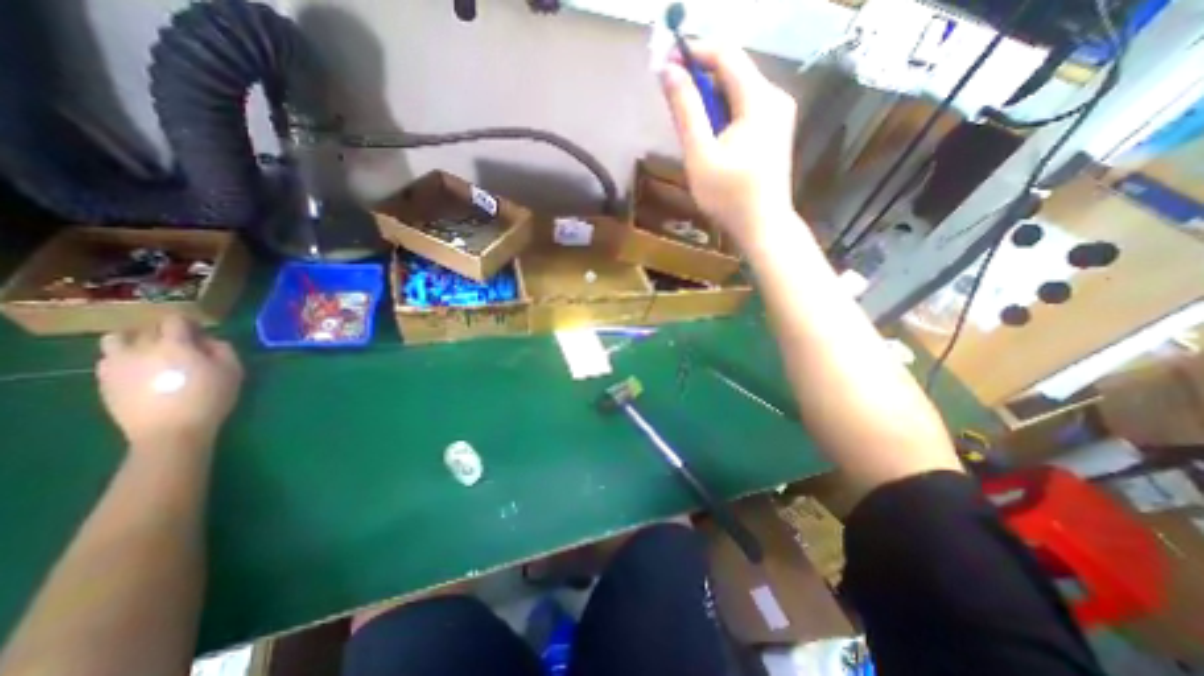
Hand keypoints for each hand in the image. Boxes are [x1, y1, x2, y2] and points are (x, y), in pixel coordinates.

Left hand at [98, 317, 242, 453]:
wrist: (170, 431)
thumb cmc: (210, 398)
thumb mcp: (232, 371)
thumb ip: (222, 349)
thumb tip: (208, 340)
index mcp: (174, 344)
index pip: (174, 320)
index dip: (189, 322)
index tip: (200, 332)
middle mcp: (140, 348)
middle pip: (147, 328)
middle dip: (165, 332)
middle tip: (182, 344)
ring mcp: (116, 364)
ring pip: (117, 339)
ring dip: (135, 340)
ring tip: (152, 353)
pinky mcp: (104, 380)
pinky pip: (109, 359)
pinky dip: (124, 358)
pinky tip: (141, 371)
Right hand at [658, 45, 795, 247]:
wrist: (762, 227)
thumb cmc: (728, 196)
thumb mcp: (700, 154)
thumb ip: (685, 110)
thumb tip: (668, 71)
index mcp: (759, 99)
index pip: (725, 54)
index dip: (693, 52)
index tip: (665, 62)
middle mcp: (774, 97)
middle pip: (733, 71)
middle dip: (700, 79)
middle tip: (672, 99)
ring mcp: (778, 115)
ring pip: (737, 92)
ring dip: (709, 99)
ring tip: (688, 125)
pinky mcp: (774, 131)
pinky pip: (744, 109)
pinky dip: (722, 114)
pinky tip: (710, 137)